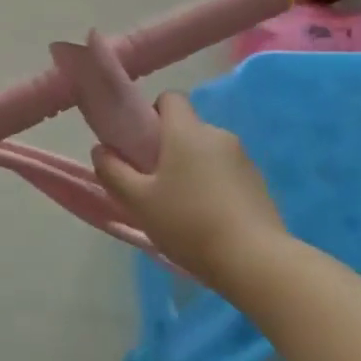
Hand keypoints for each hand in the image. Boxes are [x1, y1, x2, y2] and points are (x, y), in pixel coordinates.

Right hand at [91, 93, 284, 289]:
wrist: (256, 261)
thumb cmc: (189, 223)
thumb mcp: (138, 202)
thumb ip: (113, 172)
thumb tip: (101, 150)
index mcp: (186, 131)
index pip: (170, 98)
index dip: (153, 114)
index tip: (143, 144)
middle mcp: (217, 135)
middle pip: (188, 128)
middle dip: (171, 148)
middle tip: (156, 184)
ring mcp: (243, 159)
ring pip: (208, 152)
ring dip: (195, 169)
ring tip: (185, 208)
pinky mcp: (260, 183)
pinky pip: (228, 173)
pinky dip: (216, 186)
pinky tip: (210, 220)